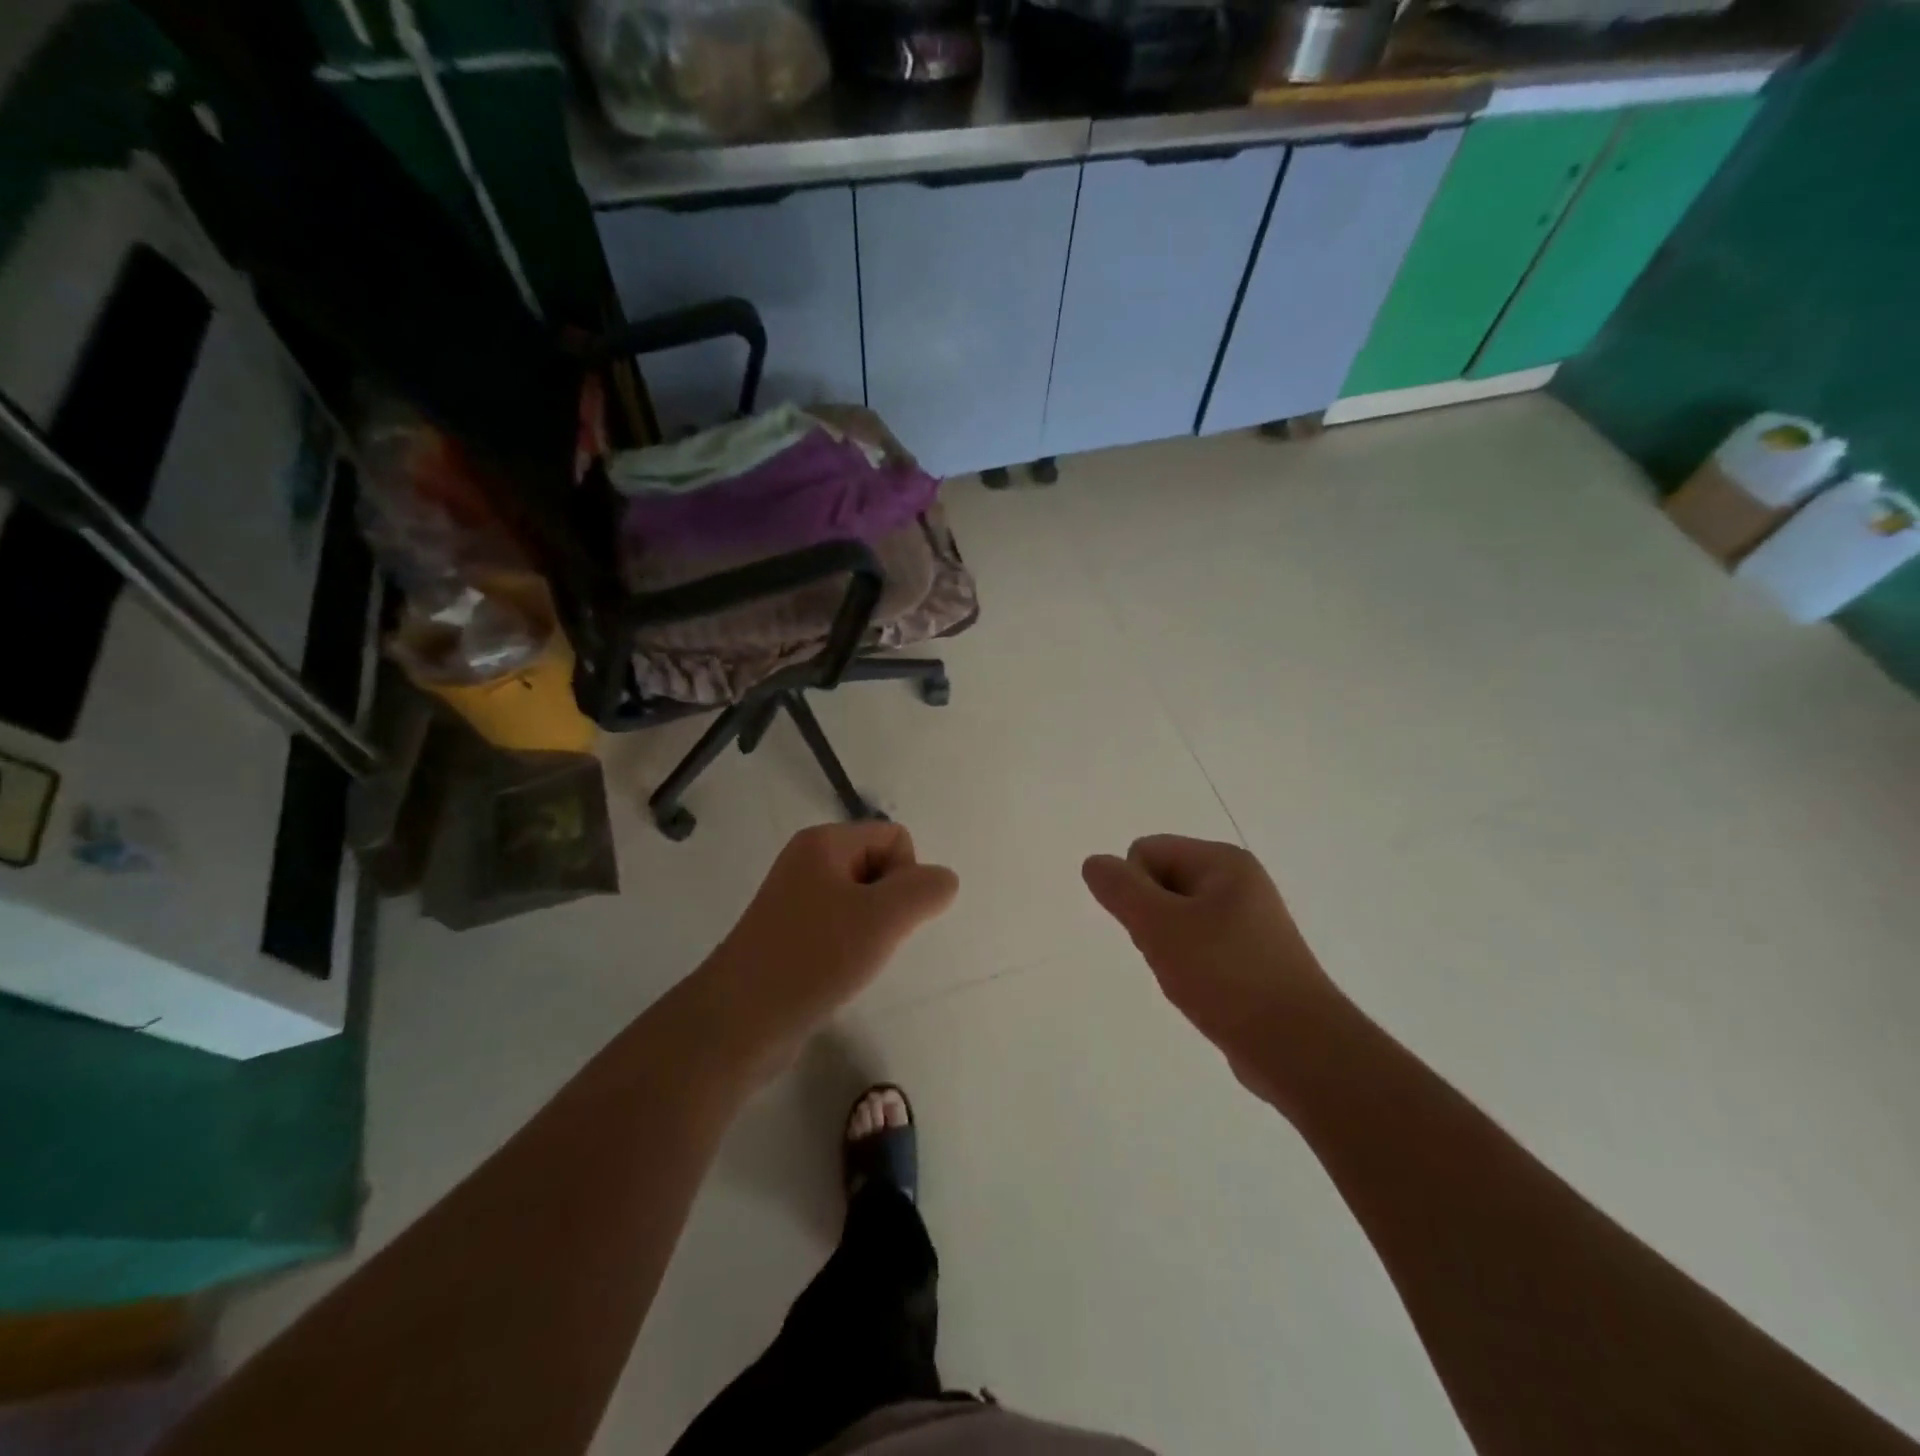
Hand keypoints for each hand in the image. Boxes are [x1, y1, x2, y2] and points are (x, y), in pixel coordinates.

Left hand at [701, 823, 958, 1071]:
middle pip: (879, 866)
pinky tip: (838, 974)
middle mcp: (807, 861)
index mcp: (823, 842)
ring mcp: (795, 899)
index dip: (906, 876)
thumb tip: (943, 881)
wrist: (740, 1021)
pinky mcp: (789, 935)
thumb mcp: (883, 918)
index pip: (895, 837)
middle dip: (890, 904)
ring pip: (862, 901)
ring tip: (853, 960)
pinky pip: (840, 927)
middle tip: (870, 941)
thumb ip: (925, 890)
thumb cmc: (814, 958)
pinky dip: (850, 948)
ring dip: (872, 930)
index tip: (886, 917)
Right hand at [1082, 836, 1339, 1100]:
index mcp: (1223, 861)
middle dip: (1150, 918)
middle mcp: (1238, 882)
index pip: (1145, 851)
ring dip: (1166, 946)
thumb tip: (1094, 862)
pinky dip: (1189, 966)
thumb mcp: (1160, 927)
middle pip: (1159, 881)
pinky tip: (1202, 992)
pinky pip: (1198, 945)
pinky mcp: (1251, 956)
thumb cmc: (1226, 975)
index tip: (1155, 928)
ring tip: (1189, 978)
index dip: (1135, 890)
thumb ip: (1121, 890)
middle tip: (1172, 955)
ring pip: (1175, 918)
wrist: (1298, 1049)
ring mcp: (1248, 921)